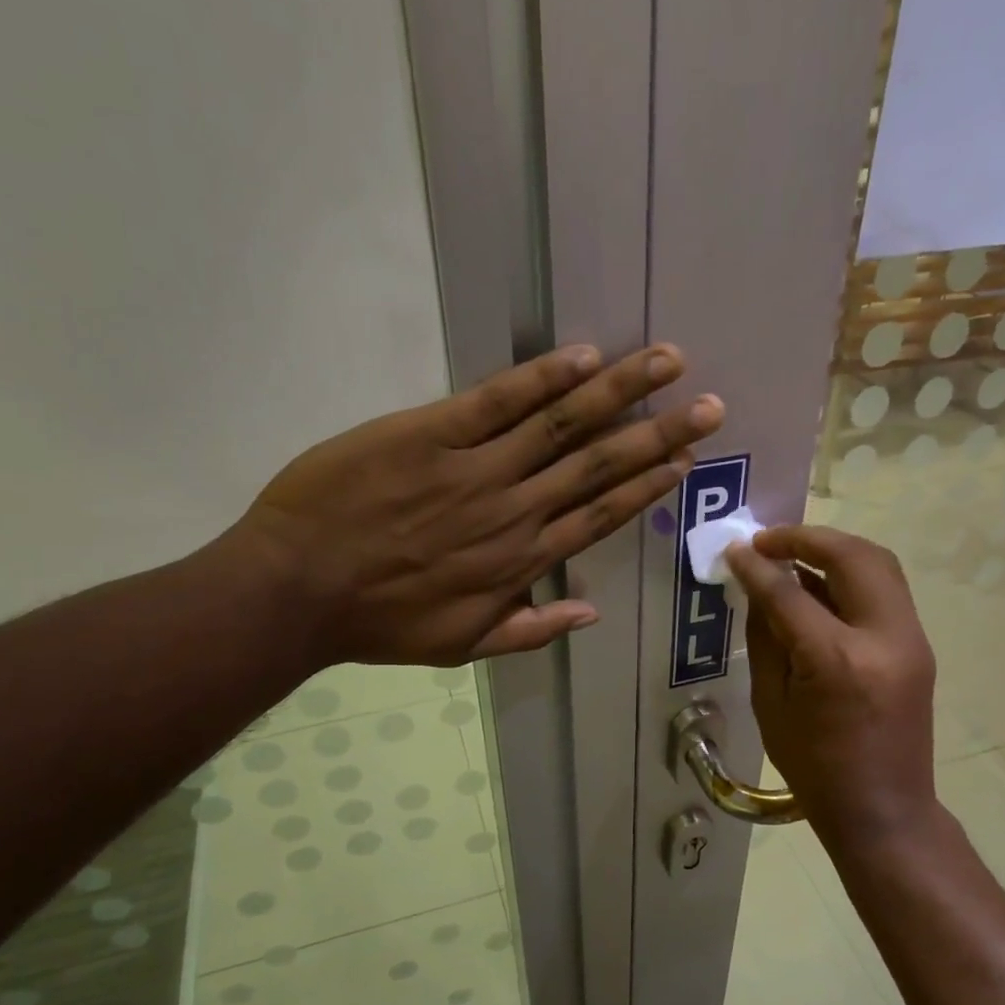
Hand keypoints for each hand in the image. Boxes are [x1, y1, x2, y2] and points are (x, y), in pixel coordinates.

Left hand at [238, 344, 721, 666]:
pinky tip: (585, 356)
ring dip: (619, 391)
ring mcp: (475, 468)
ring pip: (561, 424)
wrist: (296, 589)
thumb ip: (531, 631)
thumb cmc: (379, 622)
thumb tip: (593, 612)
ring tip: (666, 362)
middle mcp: (513, 510)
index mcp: (521, 561)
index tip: (685, 462)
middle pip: (598, 465)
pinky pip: (497, 401)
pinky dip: (543, 377)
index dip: (646, 486)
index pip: (599, 515)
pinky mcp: (429, 433)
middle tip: (708, 406)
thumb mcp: (461, 647)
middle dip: (658, 433)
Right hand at [726, 526, 941, 877]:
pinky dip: (852, 574)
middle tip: (769, 541)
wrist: (884, 810)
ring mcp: (910, 639)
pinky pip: (885, 590)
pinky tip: (821, 585)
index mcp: (836, 660)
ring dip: (835, 549)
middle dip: (806, 538)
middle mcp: (883, 638)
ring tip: (794, 554)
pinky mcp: (919, 646)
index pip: (790, 593)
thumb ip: (766, 637)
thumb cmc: (813, 768)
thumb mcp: (770, 703)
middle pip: (851, 556)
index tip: (735, 550)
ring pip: (878, 564)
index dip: (758, 566)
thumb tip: (757, 588)